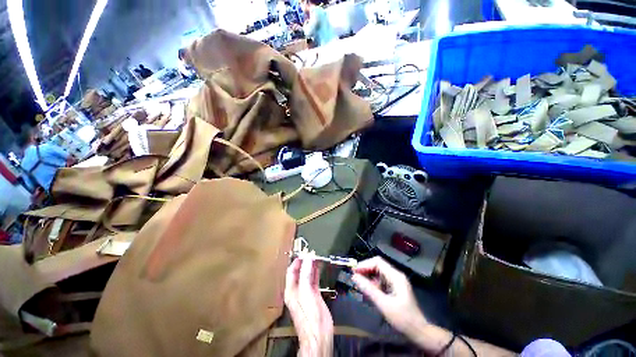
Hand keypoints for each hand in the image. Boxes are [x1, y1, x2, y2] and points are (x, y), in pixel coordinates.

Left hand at [285, 257, 333, 356]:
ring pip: (308, 274)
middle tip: (311, 253)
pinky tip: (319, 266)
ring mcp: (306, 292)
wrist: (319, 333)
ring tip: (315, 256)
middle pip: (300, 271)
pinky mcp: (315, 294)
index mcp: (291, 290)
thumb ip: (306, 273)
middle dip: (304, 261)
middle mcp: (297, 289)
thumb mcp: (305, 291)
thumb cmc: (308, 315)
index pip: (291, 271)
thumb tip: (308, 258)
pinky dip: (316, 272)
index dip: (297, 261)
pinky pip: (314, 279)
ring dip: (311, 265)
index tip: (304, 252)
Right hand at [351, 257, 427, 338]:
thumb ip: (369, 289)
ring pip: (378, 272)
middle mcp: (396, 275)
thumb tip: (354, 277)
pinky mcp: (394, 287)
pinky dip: (373, 282)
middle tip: (355, 277)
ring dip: (368, 276)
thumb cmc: (402, 318)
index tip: (354, 272)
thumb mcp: (383, 304)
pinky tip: (368, 289)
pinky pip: (381, 280)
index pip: (378, 262)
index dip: (365, 264)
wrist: (418, 331)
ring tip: (359, 284)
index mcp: (395, 276)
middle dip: (365, 269)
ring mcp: (396, 281)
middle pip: (378, 265)